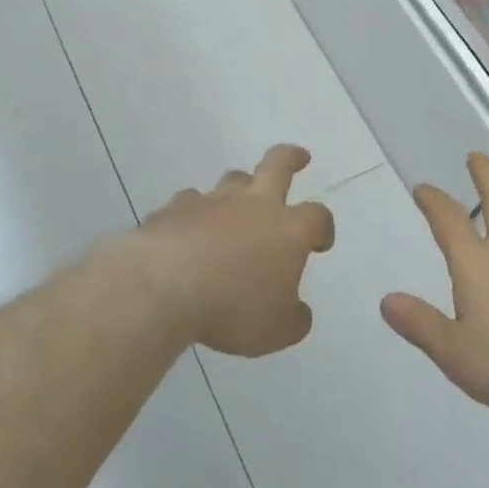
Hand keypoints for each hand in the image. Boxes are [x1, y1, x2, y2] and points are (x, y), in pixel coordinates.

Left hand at [135, 145, 335, 356]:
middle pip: (278, 164)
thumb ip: (293, 319)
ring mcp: (213, 201)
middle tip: (299, 157)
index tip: (320, 242)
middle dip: (292, 157)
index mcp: (288, 230)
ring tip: (237, 203)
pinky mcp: (177, 208)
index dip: (323, 227)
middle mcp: (254, 205)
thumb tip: (298, 312)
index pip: (317, 216)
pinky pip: (191, 202)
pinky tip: (189, 229)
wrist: (165, 286)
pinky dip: (195, 212)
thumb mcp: (276, 331)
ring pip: (233, 179)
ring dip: (240, 187)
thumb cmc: (232, 308)